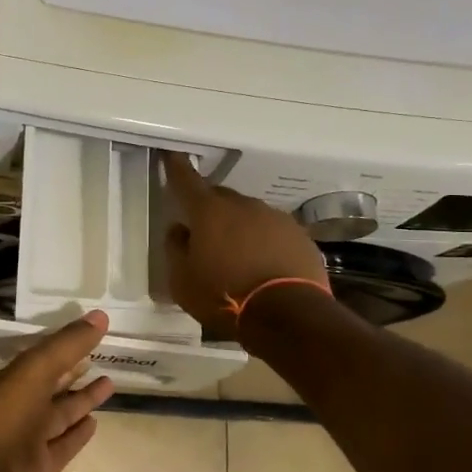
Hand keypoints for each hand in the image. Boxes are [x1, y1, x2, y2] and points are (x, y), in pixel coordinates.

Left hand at [0, 312, 115, 471]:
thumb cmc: (2, 419)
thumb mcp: (33, 371)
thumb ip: (66, 345)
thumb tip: (100, 316)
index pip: (33, 362)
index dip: (59, 349)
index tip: (86, 338)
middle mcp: (8, 411)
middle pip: (47, 387)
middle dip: (72, 373)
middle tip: (103, 357)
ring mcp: (23, 442)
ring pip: (57, 416)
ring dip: (81, 400)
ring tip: (109, 383)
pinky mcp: (37, 470)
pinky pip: (62, 446)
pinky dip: (78, 434)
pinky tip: (96, 421)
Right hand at [162, 152, 329, 339]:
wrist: (288, 315)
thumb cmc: (224, 297)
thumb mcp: (183, 281)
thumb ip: (176, 250)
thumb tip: (178, 230)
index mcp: (209, 212)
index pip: (187, 181)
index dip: (177, 168)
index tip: (172, 156)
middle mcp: (243, 206)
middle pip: (220, 197)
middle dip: (209, 208)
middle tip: (203, 230)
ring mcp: (275, 218)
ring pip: (249, 214)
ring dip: (239, 226)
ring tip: (236, 254)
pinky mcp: (299, 236)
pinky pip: (273, 231)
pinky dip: (264, 241)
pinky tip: (262, 264)